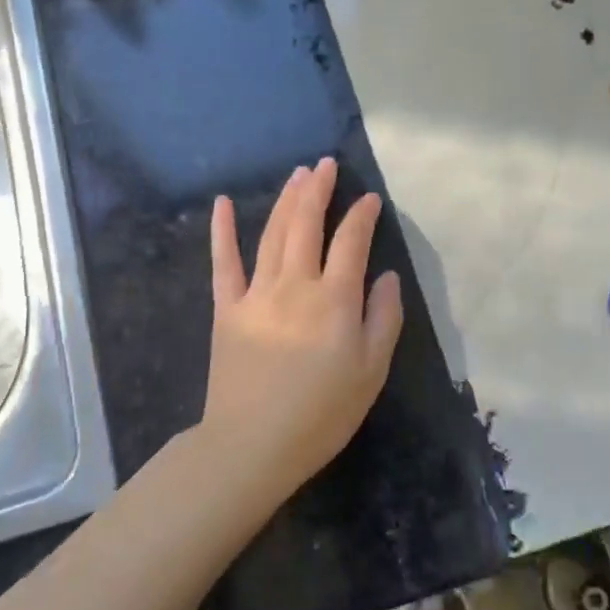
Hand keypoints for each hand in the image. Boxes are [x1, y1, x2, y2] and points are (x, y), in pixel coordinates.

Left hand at [199, 157, 403, 502]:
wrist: (252, 444)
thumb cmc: (321, 413)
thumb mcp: (371, 372)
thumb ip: (383, 318)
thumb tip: (387, 276)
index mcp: (334, 299)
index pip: (351, 242)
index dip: (362, 216)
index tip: (370, 199)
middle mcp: (295, 284)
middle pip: (306, 224)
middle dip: (318, 190)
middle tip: (326, 164)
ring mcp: (256, 293)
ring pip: (272, 233)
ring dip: (286, 200)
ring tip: (298, 174)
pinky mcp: (227, 308)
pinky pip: (223, 262)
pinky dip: (222, 231)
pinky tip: (223, 203)